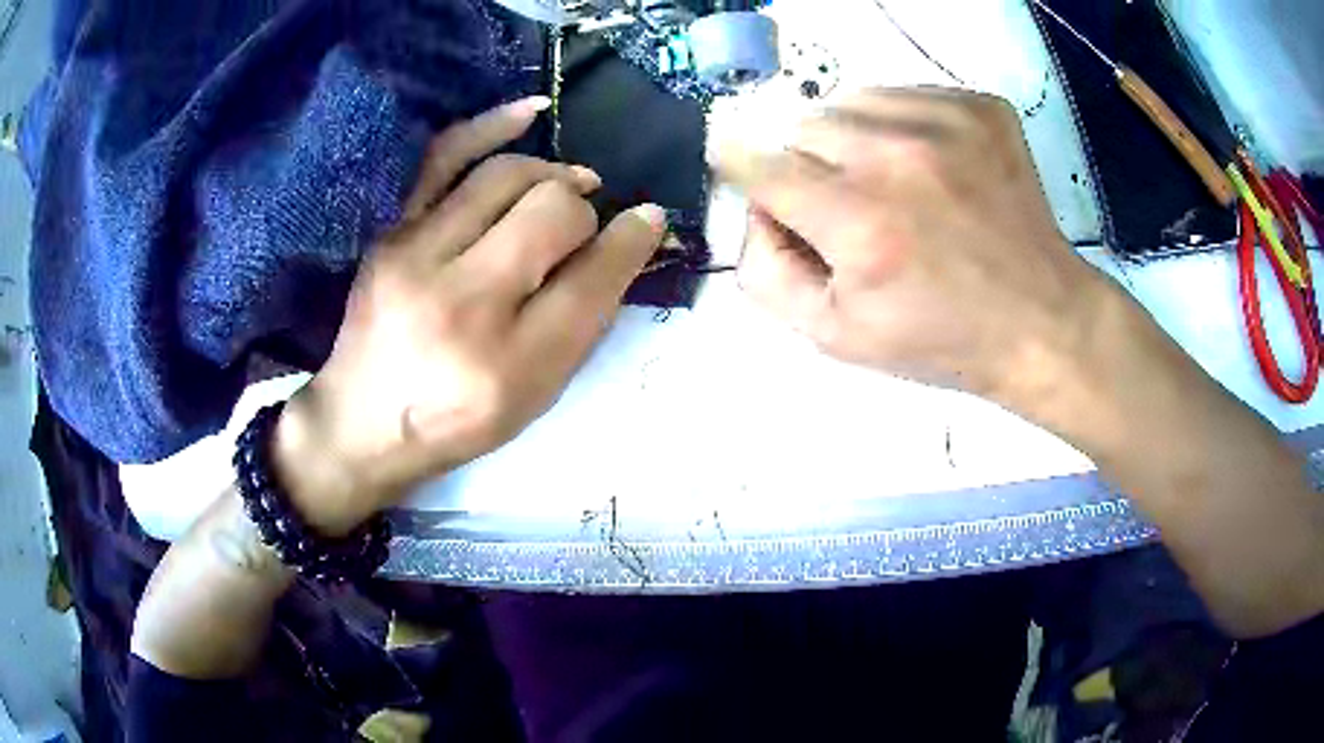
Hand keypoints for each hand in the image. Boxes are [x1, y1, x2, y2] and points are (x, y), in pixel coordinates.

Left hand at [273, 98, 665, 534]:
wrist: (364, 421)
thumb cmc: (457, 418)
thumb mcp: (535, 394)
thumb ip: (585, 321)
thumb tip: (630, 239)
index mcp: (510, 363)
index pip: (592, 279)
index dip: (632, 241)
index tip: (649, 221)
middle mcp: (463, 302)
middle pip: (552, 214)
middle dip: (584, 212)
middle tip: (587, 226)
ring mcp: (418, 255)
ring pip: (508, 177)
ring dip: (553, 175)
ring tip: (569, 186)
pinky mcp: (394, 232)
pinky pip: (445, 156)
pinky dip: (493, 124)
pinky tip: (533, 113)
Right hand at [712, 88, 1113, 406]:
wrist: (1041, 321)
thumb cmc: (940, 338)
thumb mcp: (835, 336)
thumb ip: (766, 273)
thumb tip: (752, 210)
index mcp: (858, 224)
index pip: (757, 163)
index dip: (740, 166)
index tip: (741, 167)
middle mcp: (897, 159)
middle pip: (803, 127)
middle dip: (810, 166)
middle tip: (848, 206)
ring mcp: (945, 123)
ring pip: (850, 102)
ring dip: (853, 140)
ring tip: (892, 186)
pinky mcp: (979, 107)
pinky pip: (903, 94)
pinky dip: (900, 126)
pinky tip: (930, 169)